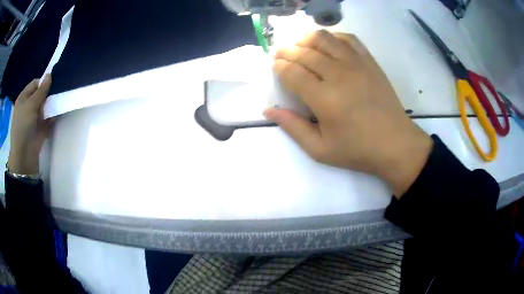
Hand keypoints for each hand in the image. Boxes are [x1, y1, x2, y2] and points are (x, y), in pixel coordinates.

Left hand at [8, 74, 53, 174]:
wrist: (24, 154)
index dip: (43, 83)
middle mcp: (28, 106)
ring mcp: (34, 118)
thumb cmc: (23, 125)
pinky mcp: (40, 128)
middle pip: (40, 94)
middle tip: (55, 94)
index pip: (35, 84)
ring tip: (58, 102)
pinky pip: (48, 118)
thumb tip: (50, 74)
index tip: (51, 86)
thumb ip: (41, 90)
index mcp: (24, 98)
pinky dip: (52, 116)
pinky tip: (57, 114)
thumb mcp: (31, 104)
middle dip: (48, 94)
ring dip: (50, 105)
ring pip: (45, 106)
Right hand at [264, 31, 432, 195]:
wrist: (395, 144)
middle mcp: (338, 74)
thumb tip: (268, 110)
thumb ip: (292, 127)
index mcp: (324, 98)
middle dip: (286, 51)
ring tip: (300, 46)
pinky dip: (333, 36)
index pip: (292, 72)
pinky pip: (348, 38)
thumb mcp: (320, 149)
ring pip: (324, 38)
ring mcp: (356, 64)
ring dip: (306, 39)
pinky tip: (327, 44)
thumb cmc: (358, 150)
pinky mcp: (369, 61)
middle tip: (280, 55)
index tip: (275, 68)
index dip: (278, 67)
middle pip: (304, 52)